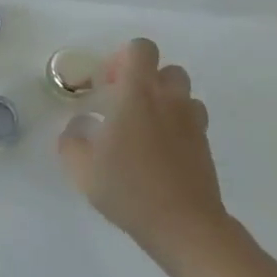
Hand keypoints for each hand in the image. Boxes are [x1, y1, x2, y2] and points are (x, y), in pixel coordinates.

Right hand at [57, 38, 228, 258]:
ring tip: (144, 130)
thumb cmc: (128, 188)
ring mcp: (192, 123)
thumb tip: (76, 128)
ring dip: (165, 103)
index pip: (141, 49)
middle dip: (146, 80)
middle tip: (124, 105)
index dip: (122, 58)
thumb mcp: (81, 167)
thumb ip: (71, 140)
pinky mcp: (206, 147)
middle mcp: (169, 100)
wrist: (185, 226)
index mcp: (138, 93)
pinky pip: (192, 122)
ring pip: (183, 95)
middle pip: (166, 69)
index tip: (107, 84)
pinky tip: (159, 154)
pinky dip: (177, 128)